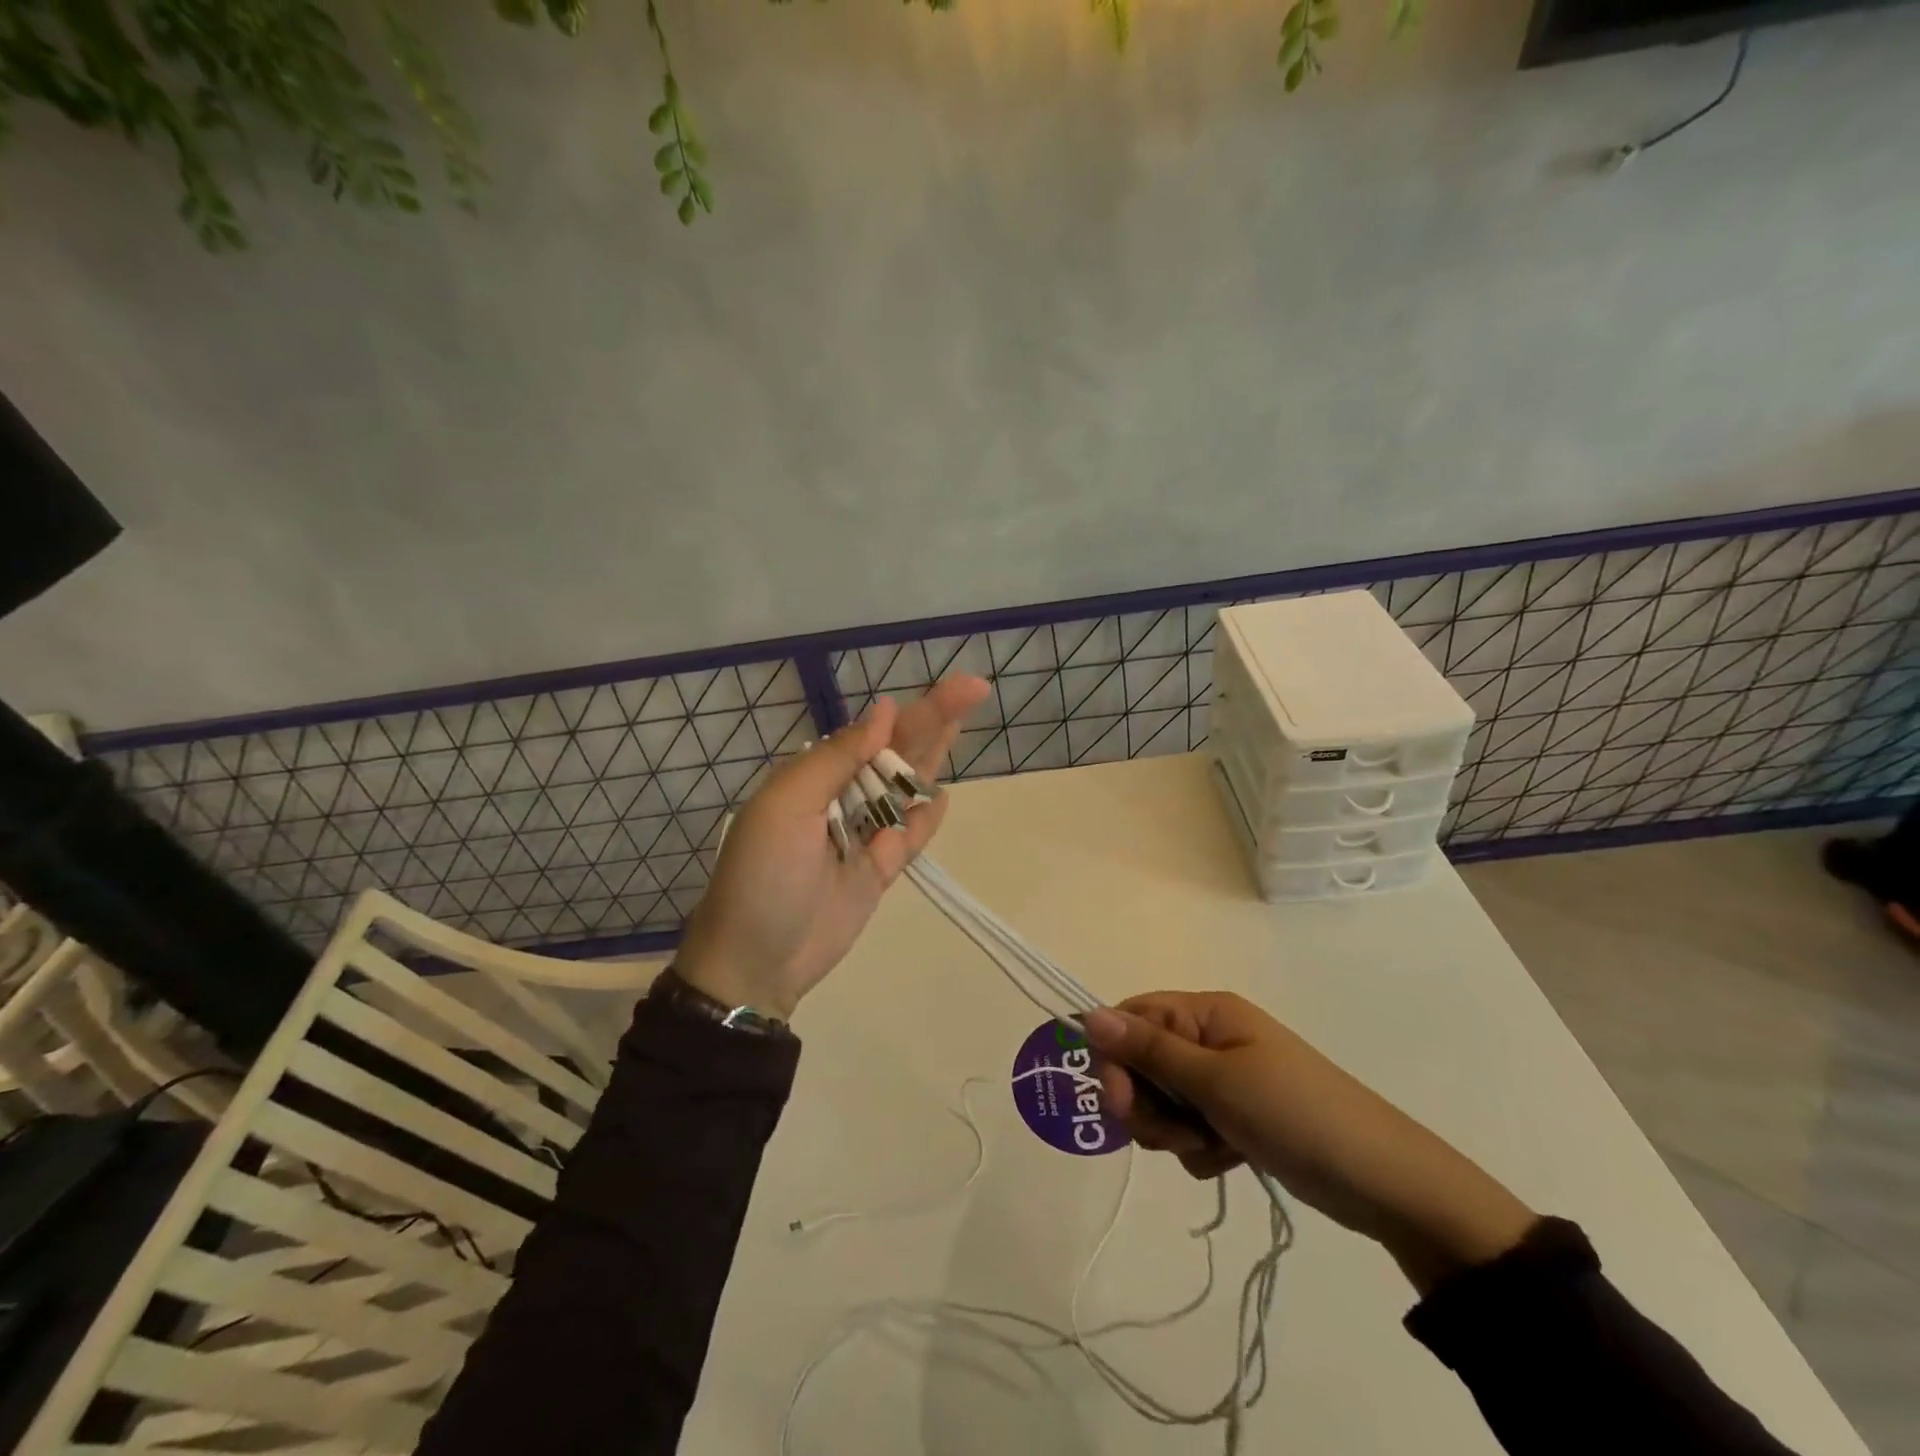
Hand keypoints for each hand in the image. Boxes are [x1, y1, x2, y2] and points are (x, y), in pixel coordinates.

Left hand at [674, 676, 990, 1021]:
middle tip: (975, 689)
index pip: (874, 732)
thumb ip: (837, 758)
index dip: (915, 708)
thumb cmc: (765, 875)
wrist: (756, 961)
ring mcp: (863, 836)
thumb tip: (884, 710)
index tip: (956, 688)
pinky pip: (910, 838)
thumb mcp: (787, 806)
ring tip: (964, 723)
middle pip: (897, 754)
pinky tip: (944, 796)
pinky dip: (927, 819)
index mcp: (816, 776)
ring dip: (933, 758)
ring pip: (907, 790)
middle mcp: (842, 799)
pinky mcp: (878, 872)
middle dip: (933, 721)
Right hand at [1084, 992, 1536, 1293]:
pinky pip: (1190, 1128)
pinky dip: (1199, 1147)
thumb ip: (1148, 1051)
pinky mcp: (1235, 1117)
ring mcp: (1224, 1079)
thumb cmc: (1295, 1114)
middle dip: (1148, 1103)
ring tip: (1210, 1146)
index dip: (1115, 1056)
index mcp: (1206, 1012)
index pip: (1133, 1017)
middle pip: (1143, 1062)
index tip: (1120, 1100)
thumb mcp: (1215, 1081)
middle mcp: (1210, 1038)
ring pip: (1163, 1100)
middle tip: (1177, 1133)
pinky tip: (1228, 1158)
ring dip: (1173, 1130)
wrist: (1383, 1182)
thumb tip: (1087, 1015)